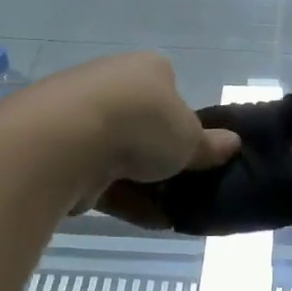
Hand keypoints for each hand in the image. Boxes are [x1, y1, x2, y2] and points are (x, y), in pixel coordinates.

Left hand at [33, 53, 238, 225]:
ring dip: (142, 184)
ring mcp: (79, 116)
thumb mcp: (189, 137)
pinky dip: (121, 198)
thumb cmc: (142, 123)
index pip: (169, 89)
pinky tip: (147, 221)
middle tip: (182, 185)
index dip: (182, 120)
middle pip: (142, 124)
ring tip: (169, 213)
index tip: (191, 150)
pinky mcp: (58, 150)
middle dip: (159, 157)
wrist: (65, 140)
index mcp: (147, 69)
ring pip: (118, 154)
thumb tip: (234, 143)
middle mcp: (111, 83)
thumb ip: (209, 145)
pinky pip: (97, 176)